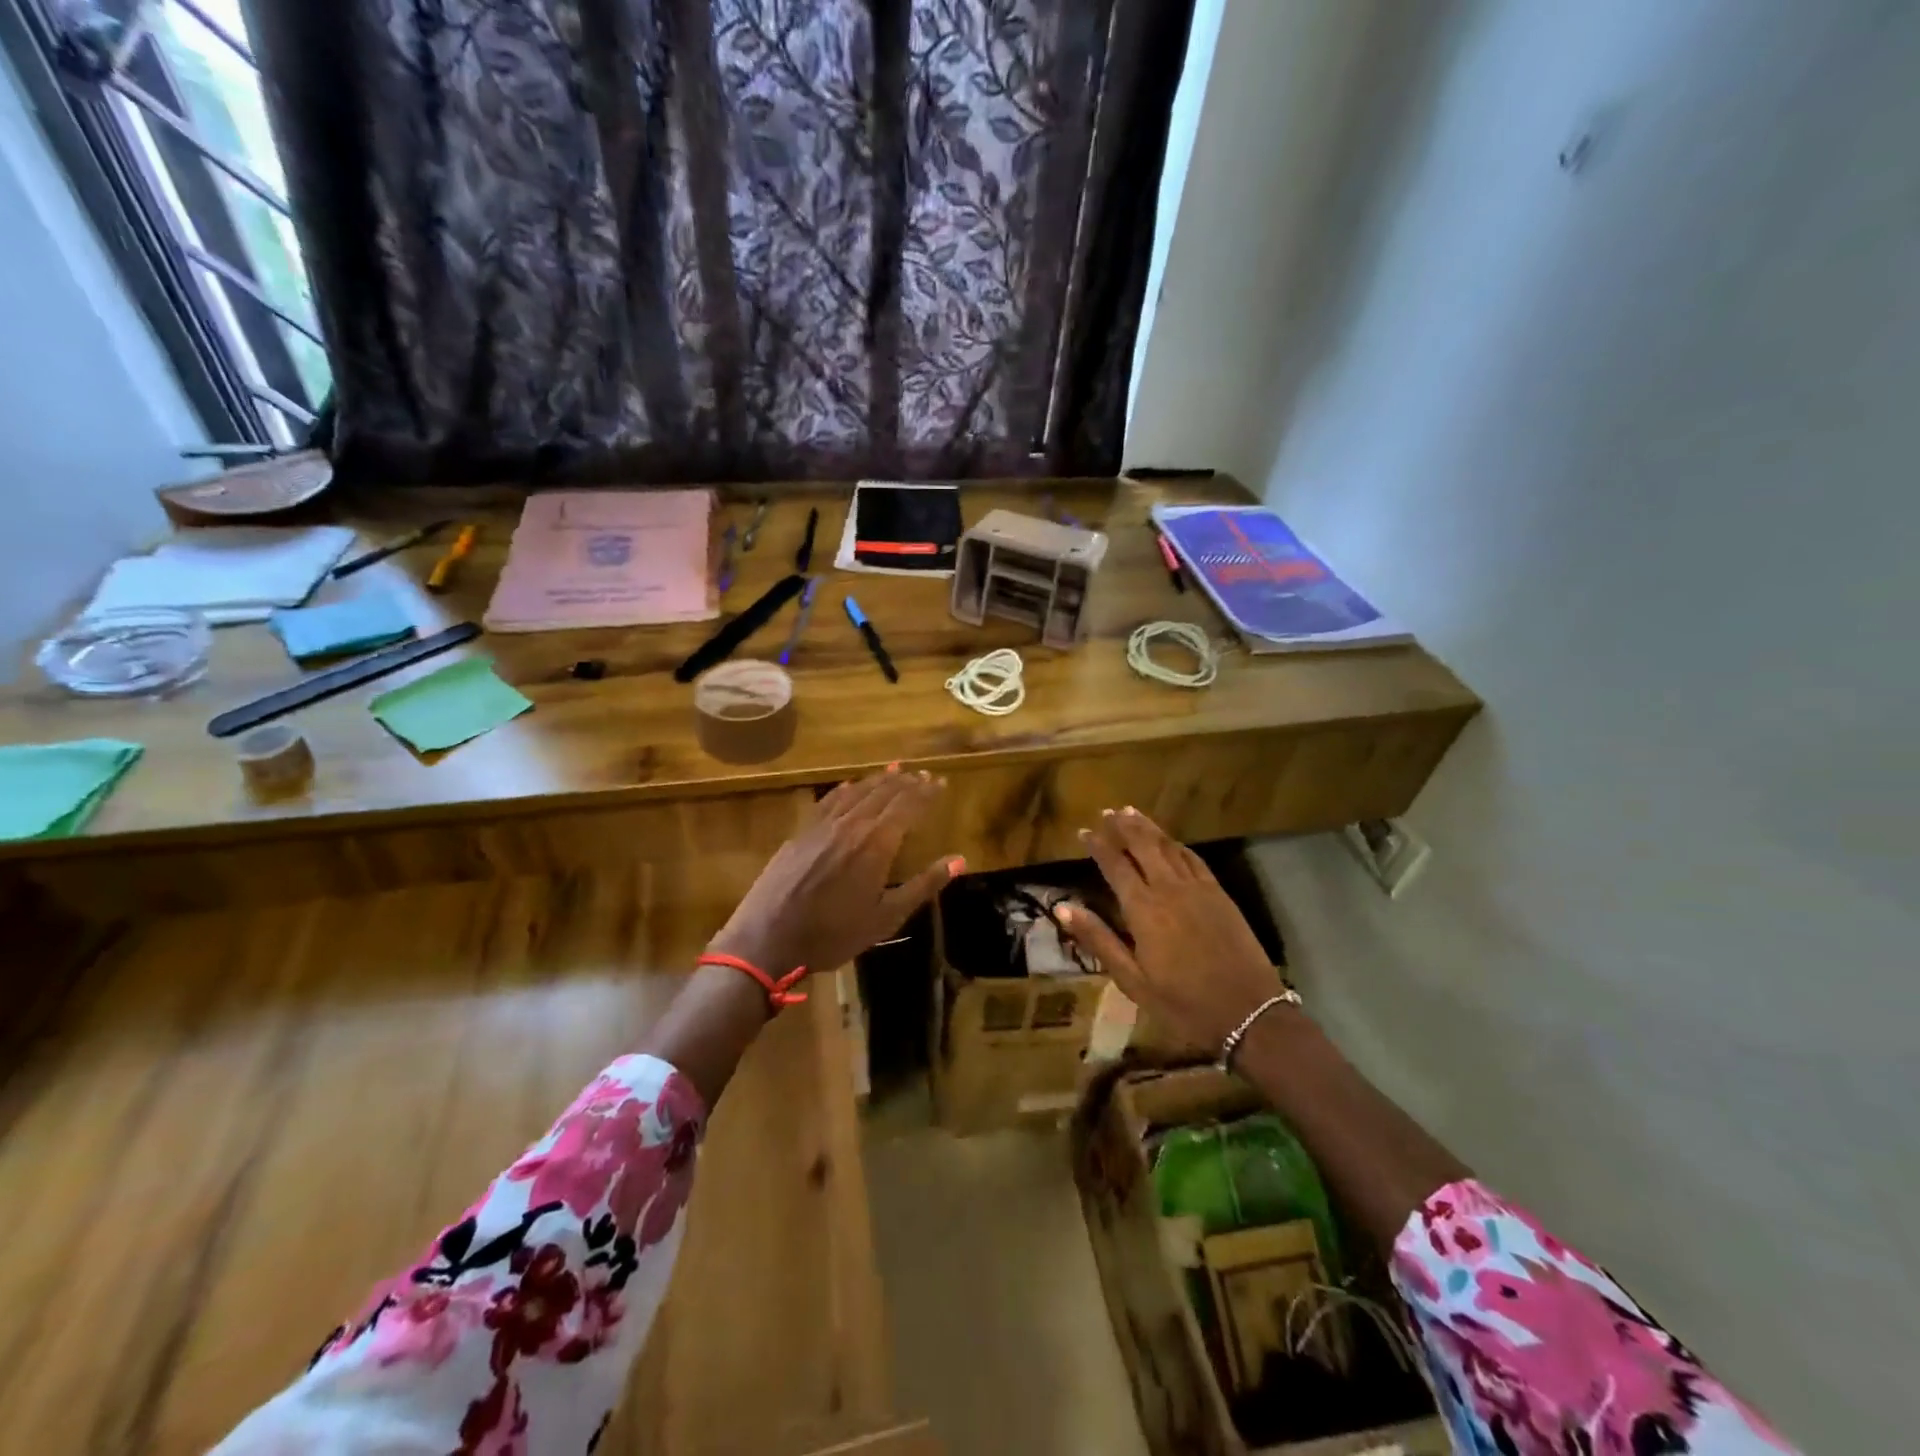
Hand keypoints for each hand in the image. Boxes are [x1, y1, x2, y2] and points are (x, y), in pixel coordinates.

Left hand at [707, 767, 960, 981]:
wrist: (767, 939)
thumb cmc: (833, 934)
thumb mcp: (886, 917)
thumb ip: (923, 885)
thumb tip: (959, 860)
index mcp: (877, 843)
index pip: (908, 806)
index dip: (925, 792)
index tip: (940, 782)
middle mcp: (852, 824)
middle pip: (883, 793)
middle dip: (906, 782)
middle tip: (922, 773)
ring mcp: (823, 825)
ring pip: (857, 792)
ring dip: (879, 780)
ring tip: (895, 770)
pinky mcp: (801, 832)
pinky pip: (829, 800)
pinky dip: (847, 789)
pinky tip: (851, 785)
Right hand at [1057, 807, 1287, 1050]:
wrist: (1250, 1014)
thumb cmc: (1183, 1004)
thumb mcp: (1132, 980)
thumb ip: (1098, 939)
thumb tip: (1062, 907)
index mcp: (1144, 909)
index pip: (1115, 865)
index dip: (1098, 845)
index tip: (1083, 830)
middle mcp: (1170, 889)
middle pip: (1143, 846)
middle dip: (1123, 826)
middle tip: (1107, 811)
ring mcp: (1198, 889)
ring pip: (1169, 847)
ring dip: (1149, 828)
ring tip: (1131, 812)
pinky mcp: (1220, 895)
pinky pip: (1194, 859)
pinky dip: (1177, 845)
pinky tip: (1171, 841)